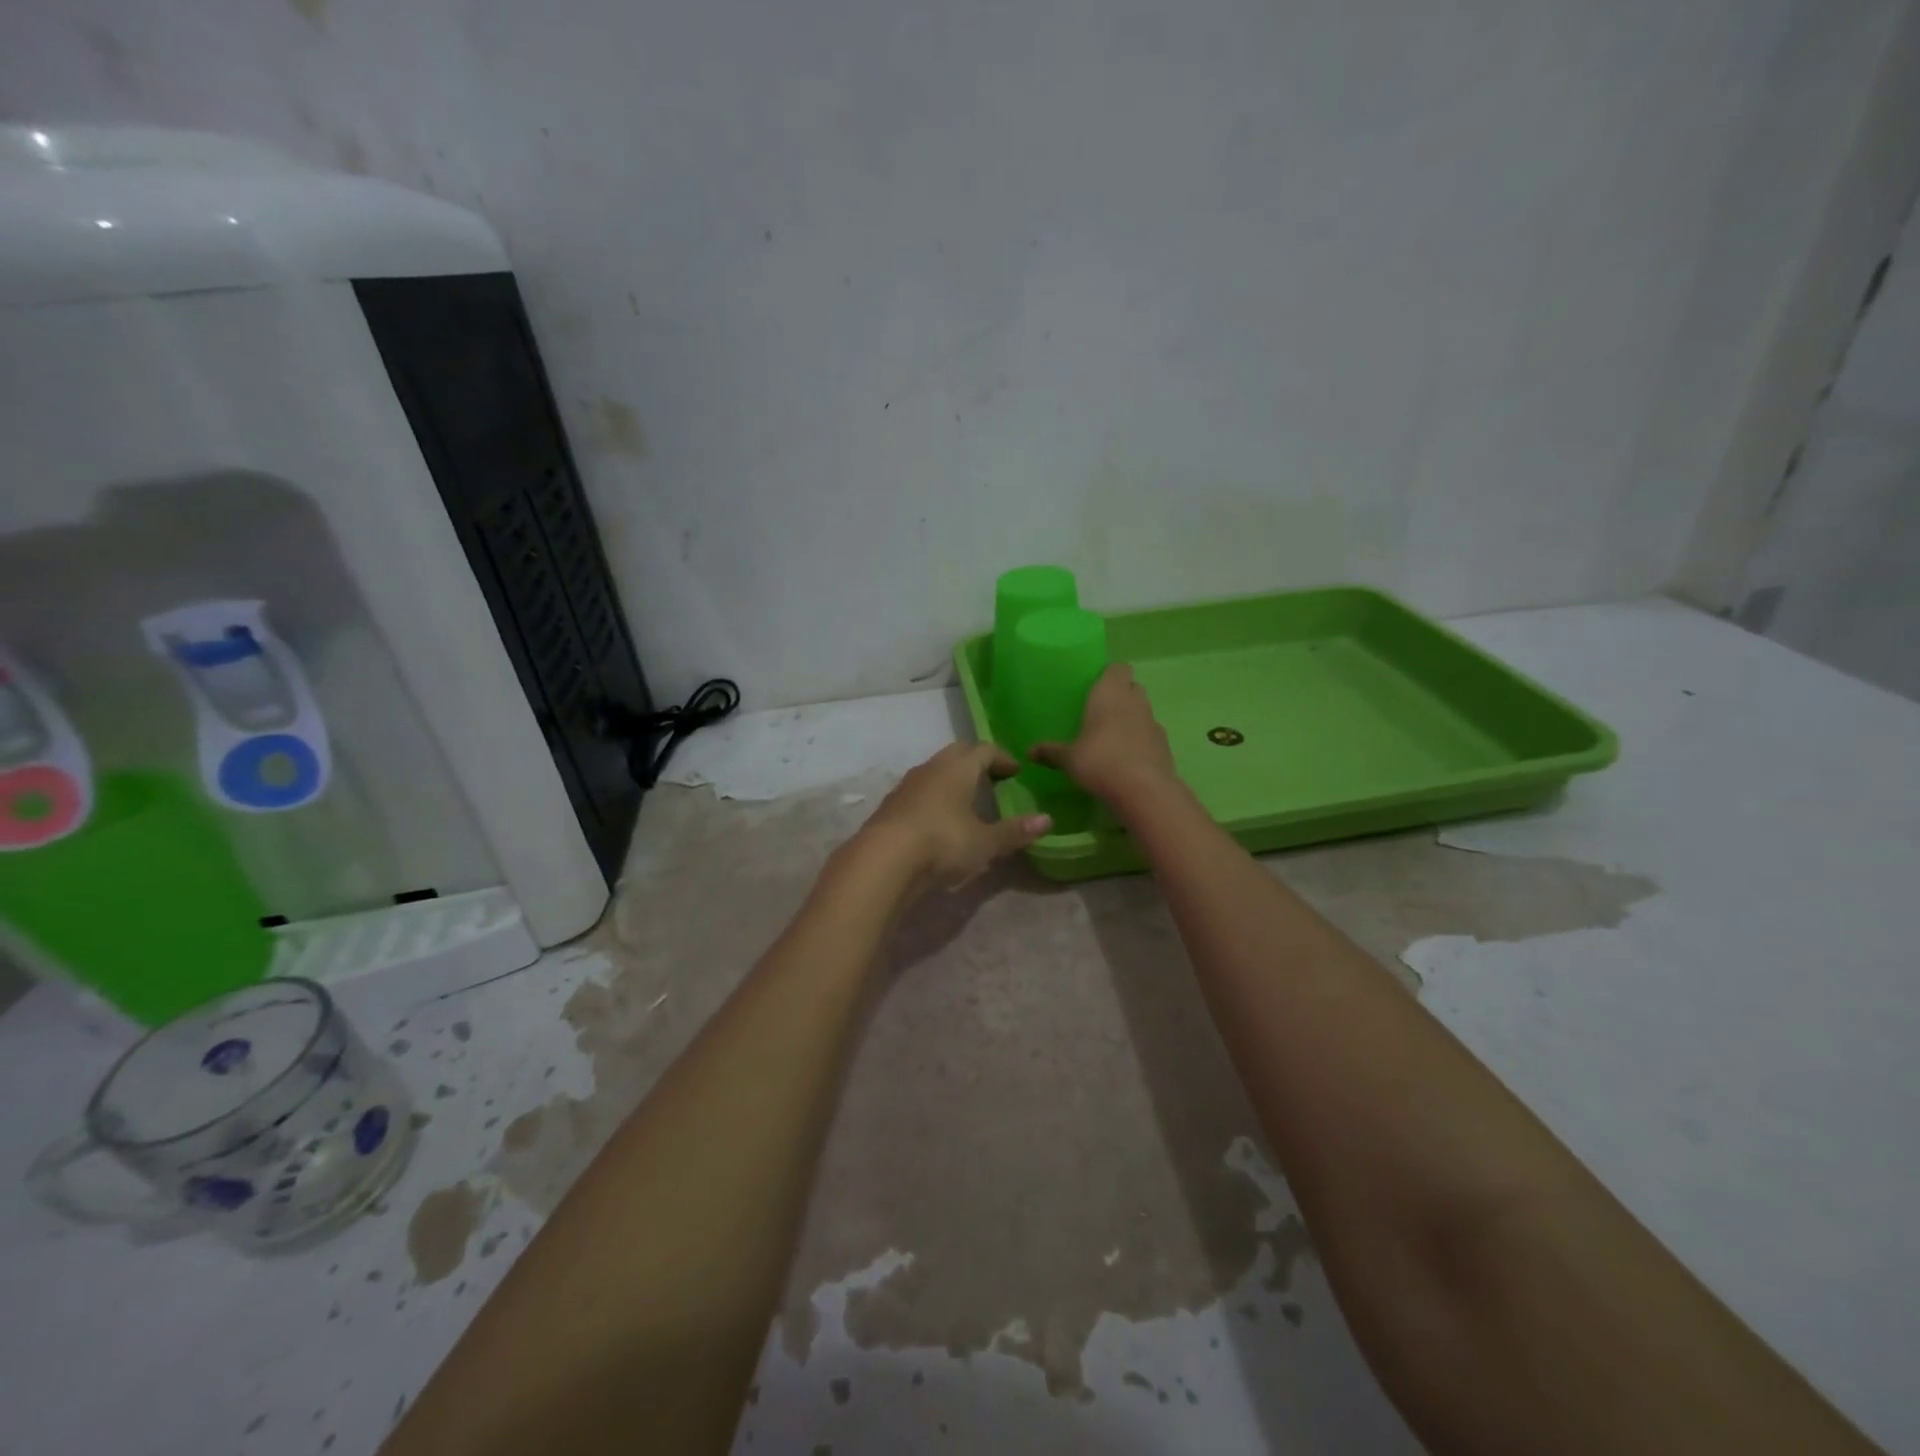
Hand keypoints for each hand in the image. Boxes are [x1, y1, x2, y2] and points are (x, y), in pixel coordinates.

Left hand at [859, 743, 1051, 889]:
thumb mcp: (985, 842)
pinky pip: (918, 792)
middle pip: (957, 753)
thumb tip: (1047, 820)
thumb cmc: (943, 842)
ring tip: (965, 800)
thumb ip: (1014, 831)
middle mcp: (931, 768)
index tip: (1015, 771)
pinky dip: (933, 798)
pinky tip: (938, 821)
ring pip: (934, 772)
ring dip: (952, 780)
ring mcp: (907, 785)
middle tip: (992, 779)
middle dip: (976, 762)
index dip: (1002, 758)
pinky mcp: (890, 806)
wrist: (883, 860)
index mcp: (958, 768)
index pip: (984, 750)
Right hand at [1029, 663, 1176, 803]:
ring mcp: (1153, 722)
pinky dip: (1141, 739)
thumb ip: (1051, 752)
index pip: (1118, 668)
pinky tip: (1128, 757)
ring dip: (1132, 717)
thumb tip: (1029, 752)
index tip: (1097, 686)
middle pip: (1132, 686)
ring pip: (1143, 709)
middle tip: (1101, 711)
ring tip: (1113, 736)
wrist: (1144, 789)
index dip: (1110, 675)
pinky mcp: (1164, 744)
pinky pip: (1150, 733)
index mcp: (1110, 693)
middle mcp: (1134, 701)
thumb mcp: (1069, 759)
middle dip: (1120, 694)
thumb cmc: (1100, 761)